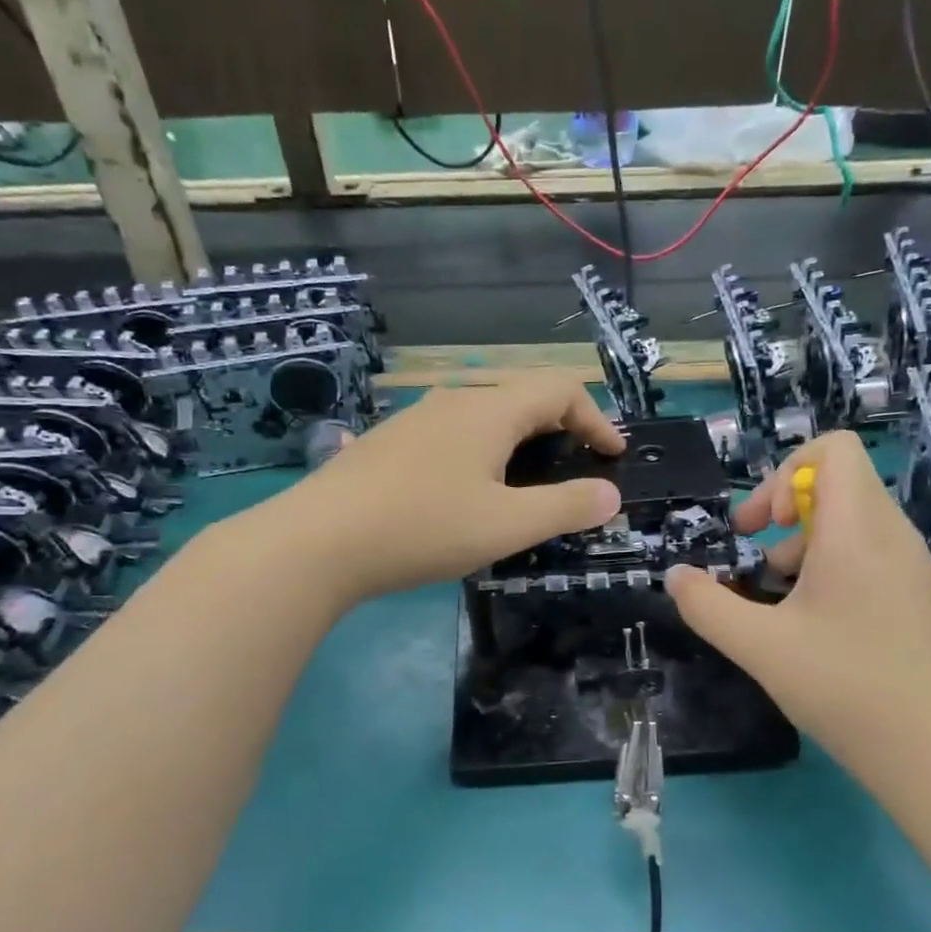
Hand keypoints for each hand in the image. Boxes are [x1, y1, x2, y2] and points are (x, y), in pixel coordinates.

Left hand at [267, 372, 624, 603]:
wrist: (317, 542)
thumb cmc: (423, 528)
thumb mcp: (507, 525)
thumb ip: (565, 507)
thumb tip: (610, 495)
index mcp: (488, 410)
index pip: (559, 389)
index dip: (596, 418)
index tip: (612, 457)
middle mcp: (453, 401)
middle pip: (522, 396)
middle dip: (561, 427)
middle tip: (575, 468)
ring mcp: (415, 419)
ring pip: (484, 415)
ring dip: (519, 440)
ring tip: (527, 483)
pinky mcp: (389, 444)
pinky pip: (452, 435)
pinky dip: (482, 452)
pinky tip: (467, 493)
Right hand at [664, 432, 930, 766]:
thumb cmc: (846, 688)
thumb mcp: (759, 647)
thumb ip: (706, 605)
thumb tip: (676, 576)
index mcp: (858, 530)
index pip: (834, 448)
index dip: (784, 472)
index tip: (760, 526)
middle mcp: (894, 536)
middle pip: (839, 484)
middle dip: (786, 511)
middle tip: (756, 561)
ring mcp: (916, 569)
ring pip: (854, 524)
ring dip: (807, 546)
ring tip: (781, 602)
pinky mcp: (924, 599)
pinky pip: (874, 557)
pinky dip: (836, 571)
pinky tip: (817, 630)